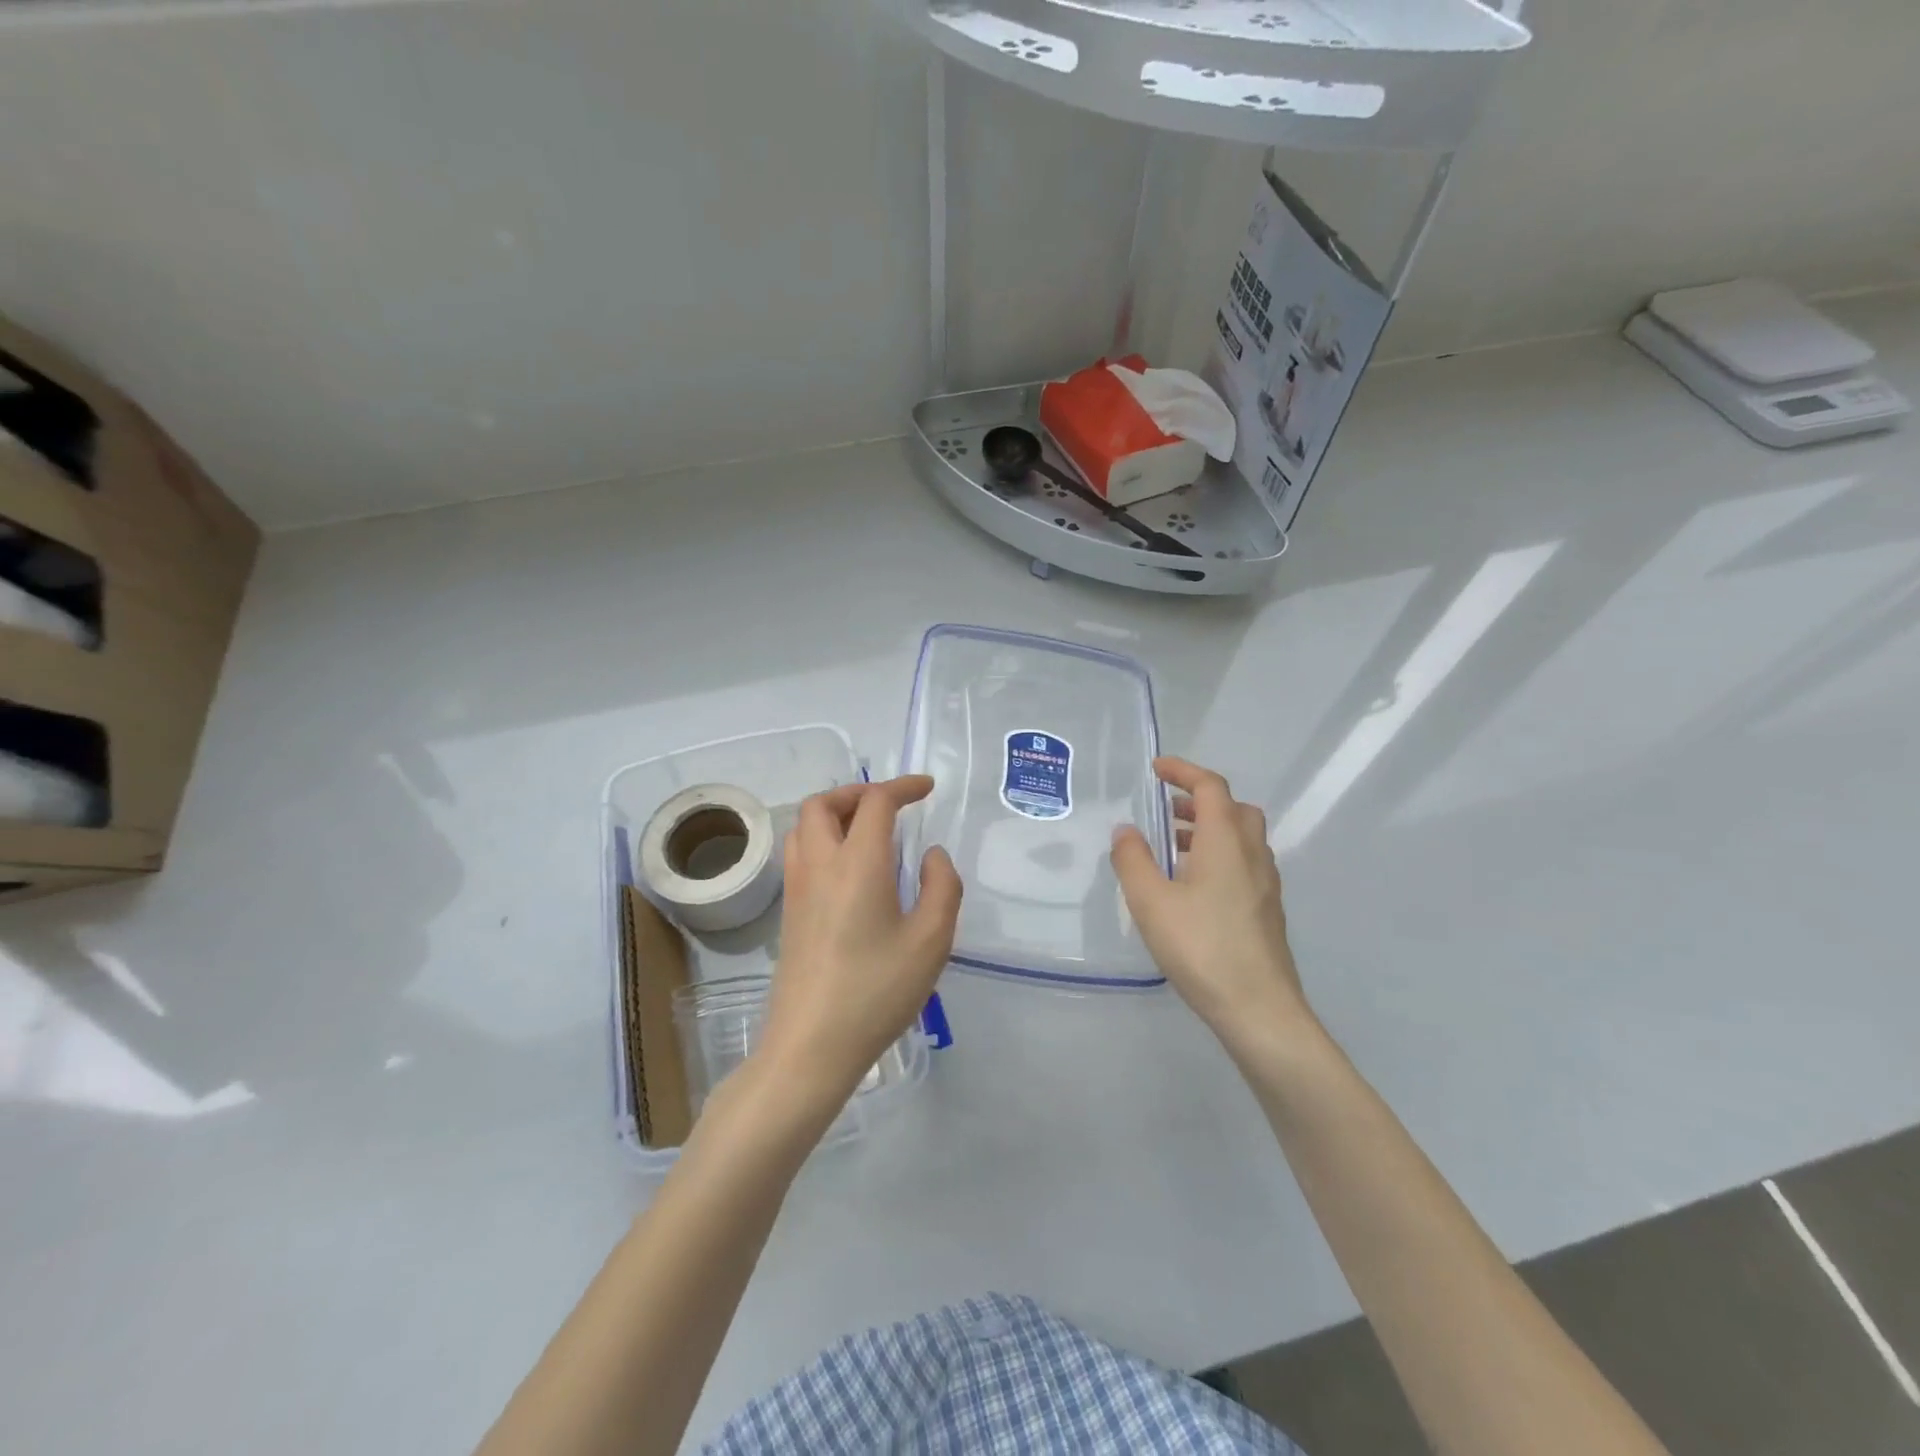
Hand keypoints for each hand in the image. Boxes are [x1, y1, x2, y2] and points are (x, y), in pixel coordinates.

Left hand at [756, 776, 961, 1111]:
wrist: (811, 1045)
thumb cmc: (876, 991)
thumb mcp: (931, 941)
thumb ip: (942, 887)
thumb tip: (931, 856)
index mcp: (857, 863)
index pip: (875, 802)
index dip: (902, 787)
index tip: (926, 789)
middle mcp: (819, 865)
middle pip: (823, 804)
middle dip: (857, 792)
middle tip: (890, 807)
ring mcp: (797, 889)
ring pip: (804, 827)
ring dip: (835, 814)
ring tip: (869, 832)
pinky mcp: (788, 913)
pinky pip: (800, 854)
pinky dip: (823, 839)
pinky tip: (851, 871)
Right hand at [1110, 757, 1314, 1058]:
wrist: (1259, 1010)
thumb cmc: (1201, 947)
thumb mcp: (1151, 902)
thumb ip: (1133, 860)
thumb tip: (1126, 830)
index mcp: (1226, 841)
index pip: (1210, 787)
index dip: (1183, 771)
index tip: (1156, 769)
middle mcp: (1252, 854)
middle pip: (1233, 808)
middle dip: (1199, 800)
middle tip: (1167, 811)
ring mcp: (1265, 884)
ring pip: (1241, 838)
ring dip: (1209, 830)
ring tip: (1171, 849)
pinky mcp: (1267, 910)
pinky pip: (1244, 864)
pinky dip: (1219, 856)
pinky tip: (1192, 888)